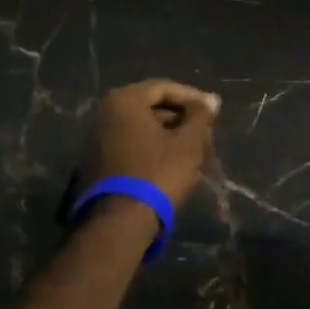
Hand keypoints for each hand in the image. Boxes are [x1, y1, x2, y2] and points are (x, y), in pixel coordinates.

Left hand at [85, 79, 220, 210]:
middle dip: (180, 117)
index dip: (192, 97)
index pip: (163, 87)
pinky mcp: (96, 162)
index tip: (212, 111)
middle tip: (204, 131)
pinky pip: (130, 145)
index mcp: (124, 101)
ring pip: (140, 128)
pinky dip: (151, 148)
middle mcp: (105, 113)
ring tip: (192, 149)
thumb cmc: (158, 173)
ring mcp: (97, 139)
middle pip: (149, 107)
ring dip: (167, 134)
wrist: (120, 221)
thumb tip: (210, 100)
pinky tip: (171, 163)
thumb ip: (200, 116)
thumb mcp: (188, 143)